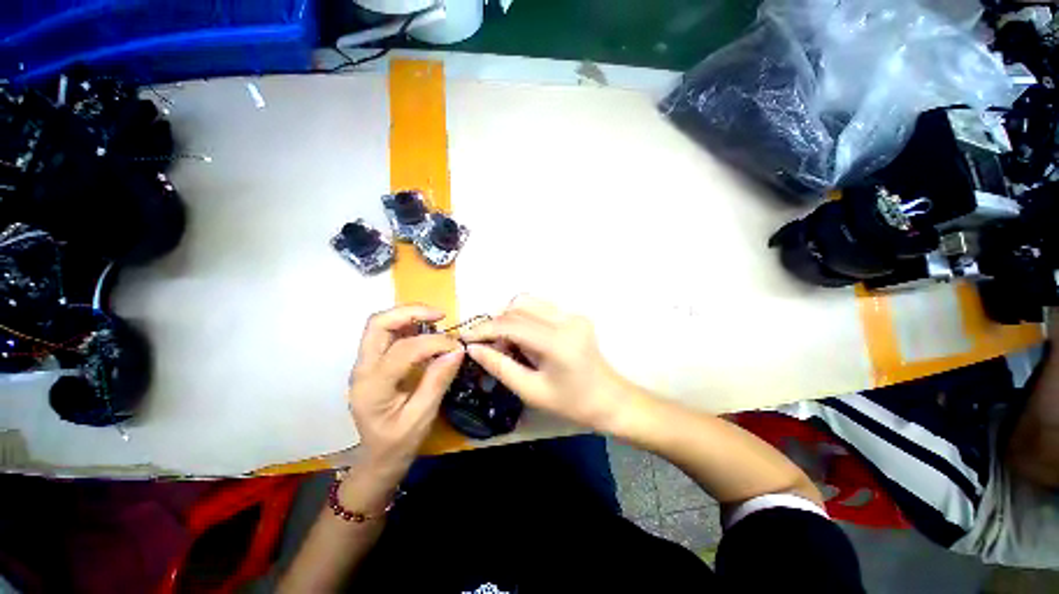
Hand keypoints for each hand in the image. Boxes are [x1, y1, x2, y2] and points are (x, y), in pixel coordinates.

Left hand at [348, 305, 464, 475]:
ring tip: (436, 320)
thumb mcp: (422, 416)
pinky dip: (407, 325)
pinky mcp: (372, 362)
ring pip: (380, 324)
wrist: (377, 457)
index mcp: (372, 387)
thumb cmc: (399, 442)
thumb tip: (457, 350)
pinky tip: (426, 331)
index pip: (403, 350)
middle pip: (378, 324)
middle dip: (411, 312)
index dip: (434, 342)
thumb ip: (437, 381)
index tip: (457, 346)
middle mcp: (362, 369)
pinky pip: (386, 333)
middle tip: (440, 315)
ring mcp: (364, 364)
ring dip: (408, 316)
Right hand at [461, 295, 632, 431]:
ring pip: (528, 303)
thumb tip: (474, 349)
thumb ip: (500, 367)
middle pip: (519, 308)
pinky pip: (540, 308)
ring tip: (506, 343)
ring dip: (509, 318)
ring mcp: (572, 314)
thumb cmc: (571, 403)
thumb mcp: (531, 391)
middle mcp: (566, 320)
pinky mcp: (574, 315)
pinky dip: (524, 318)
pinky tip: (523, 338)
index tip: (464, 337)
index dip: (484, 329)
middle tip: (488, 346)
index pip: (512, 325)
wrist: (609, 398)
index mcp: (557, 342)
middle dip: (496, 324)